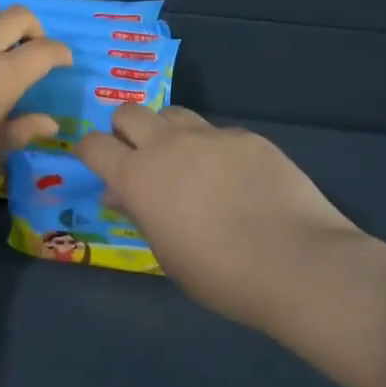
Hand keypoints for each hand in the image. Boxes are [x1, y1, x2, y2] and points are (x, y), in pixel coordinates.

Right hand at [79, 105, 362, 326]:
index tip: (95, 163)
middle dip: (124, 129)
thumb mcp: (166, 253)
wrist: (296, 262)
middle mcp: (168, 145)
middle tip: (138, 156)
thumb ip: (139, 215)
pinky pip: (218, 133)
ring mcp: (210, 136)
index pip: (93, 144)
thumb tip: (119, 194)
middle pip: (129, 112)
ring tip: (184, 160)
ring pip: (173, 113)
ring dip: (167, 131)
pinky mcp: (248, 137)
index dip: (88, 150)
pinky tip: (234, 177)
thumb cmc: (219, 274)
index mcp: (138, 176)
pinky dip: (213, 148)